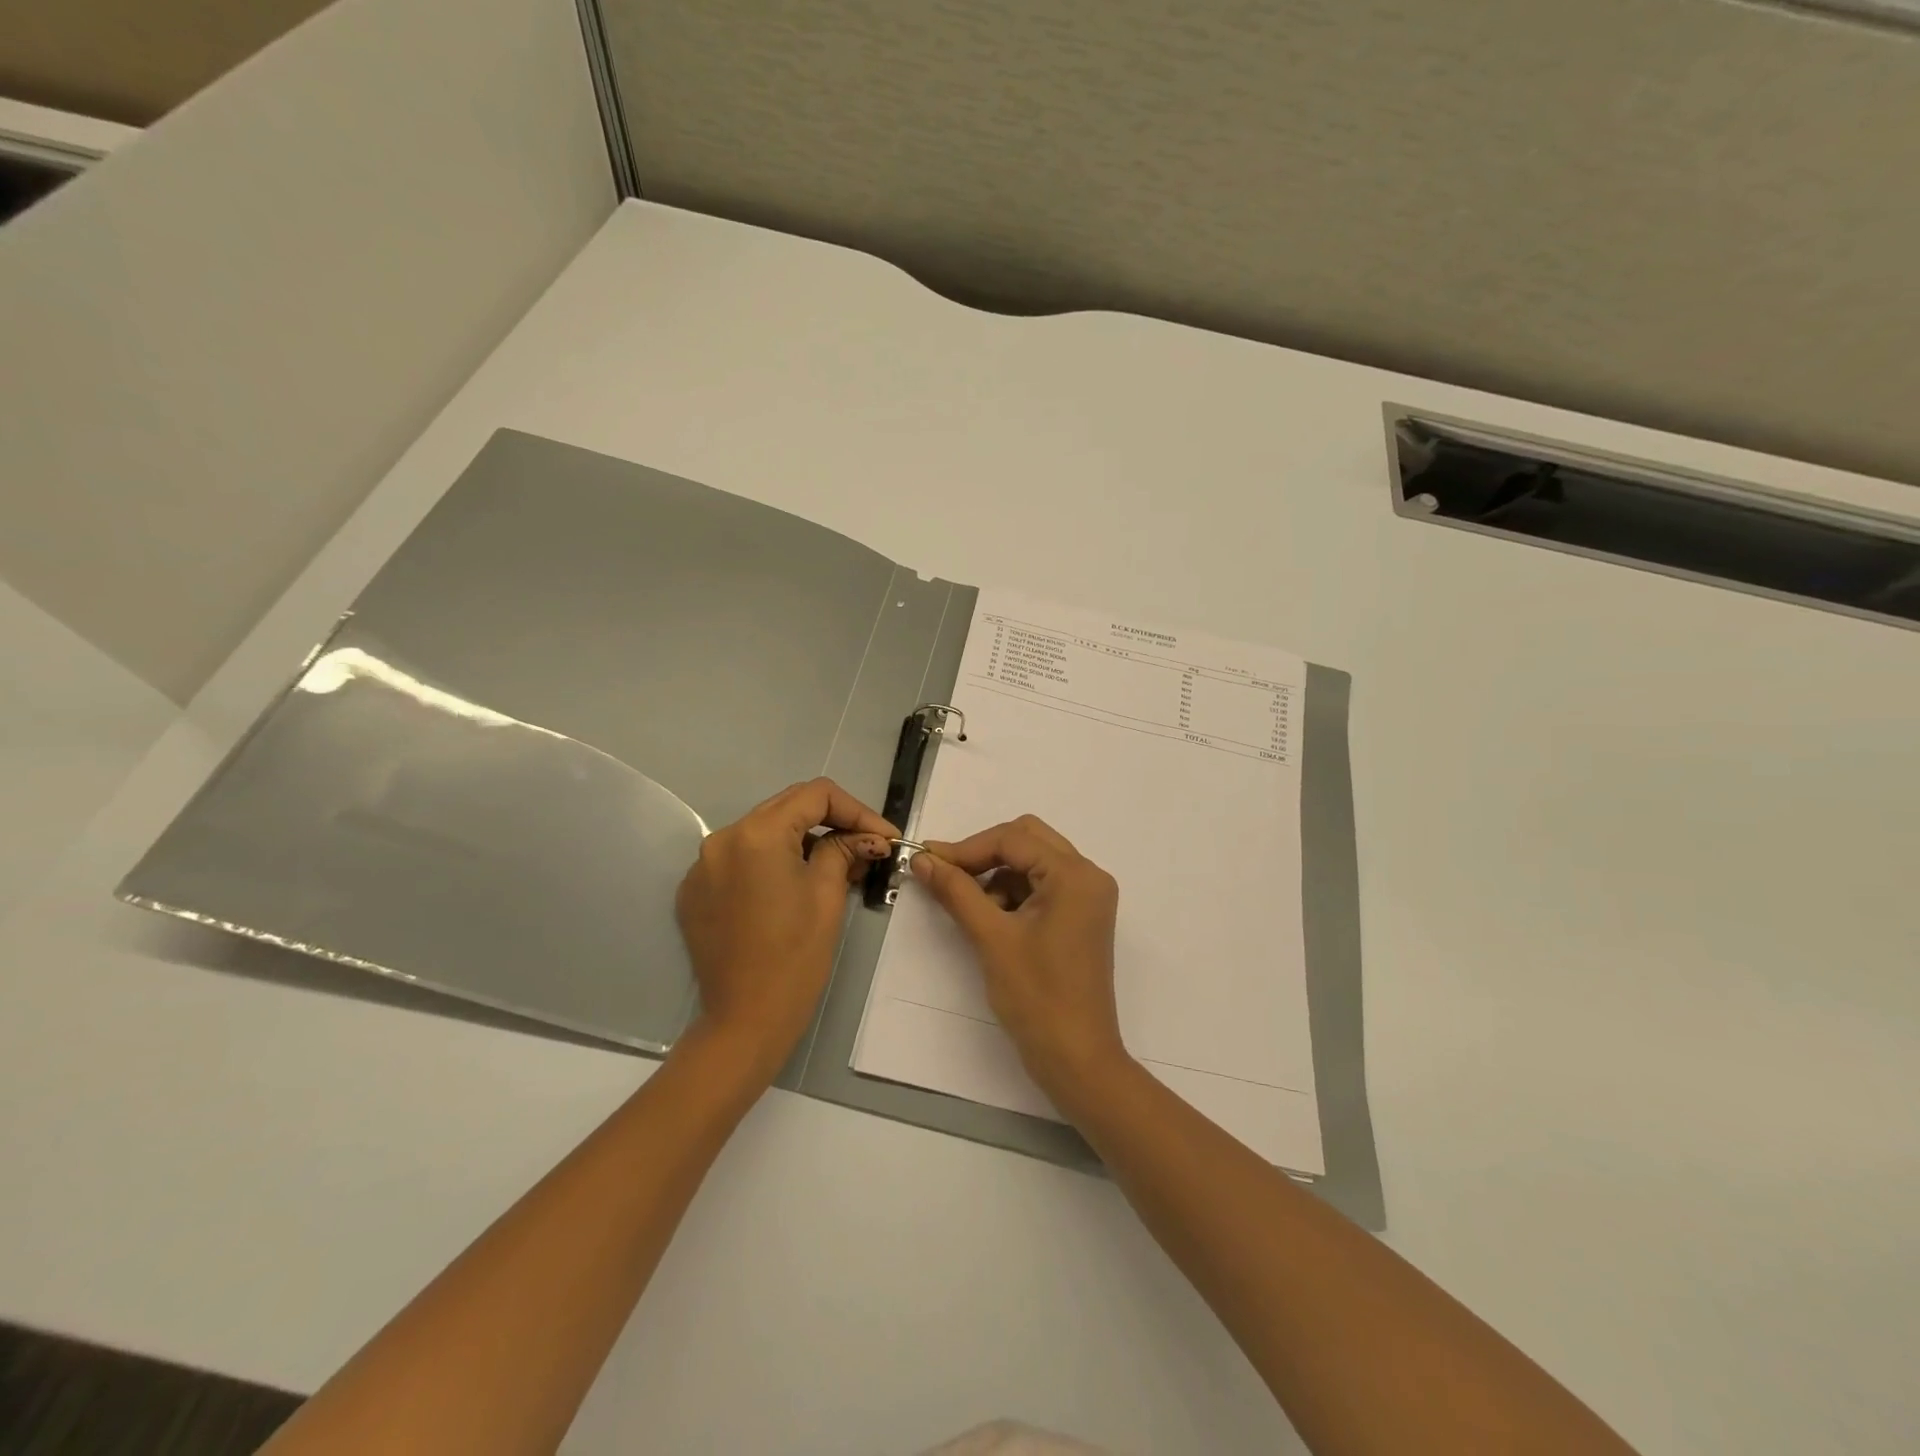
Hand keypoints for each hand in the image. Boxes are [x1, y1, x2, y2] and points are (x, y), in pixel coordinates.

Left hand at [676, 778, 893, 1078]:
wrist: (744, 1021)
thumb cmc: (795, 957)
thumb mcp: (828, 895)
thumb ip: (845, 850)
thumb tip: (868, 837)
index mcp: (757, 834)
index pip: (815, 795)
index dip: (856, 810)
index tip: (883, 837)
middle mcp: (722, 838)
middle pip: (787, 808)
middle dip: (831, 822)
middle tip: (866, 848)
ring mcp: (703, 866)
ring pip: (763, 833)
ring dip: (802, 842)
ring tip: (836, 868)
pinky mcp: (695, 892)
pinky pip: (741, 860)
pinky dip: (771, 864)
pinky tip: (794, 888)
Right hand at [909, 815, 1129, 1105]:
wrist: (1076, 1059)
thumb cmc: (1037, 997)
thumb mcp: (991, 938)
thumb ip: (957, 891)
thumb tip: (922, 859)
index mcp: (1075, 875)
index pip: (1013, 839)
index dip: (966, 848)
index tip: (926, 862)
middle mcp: (1088, 876)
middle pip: (1027, 840)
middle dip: (983, 854)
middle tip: (946, 875)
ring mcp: (1087, 897)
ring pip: (1032, 862)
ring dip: (997, 875)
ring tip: (969, 907)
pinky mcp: (1080, 917)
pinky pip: (1041, 886)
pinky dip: (1012, 892)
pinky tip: (990, 918)